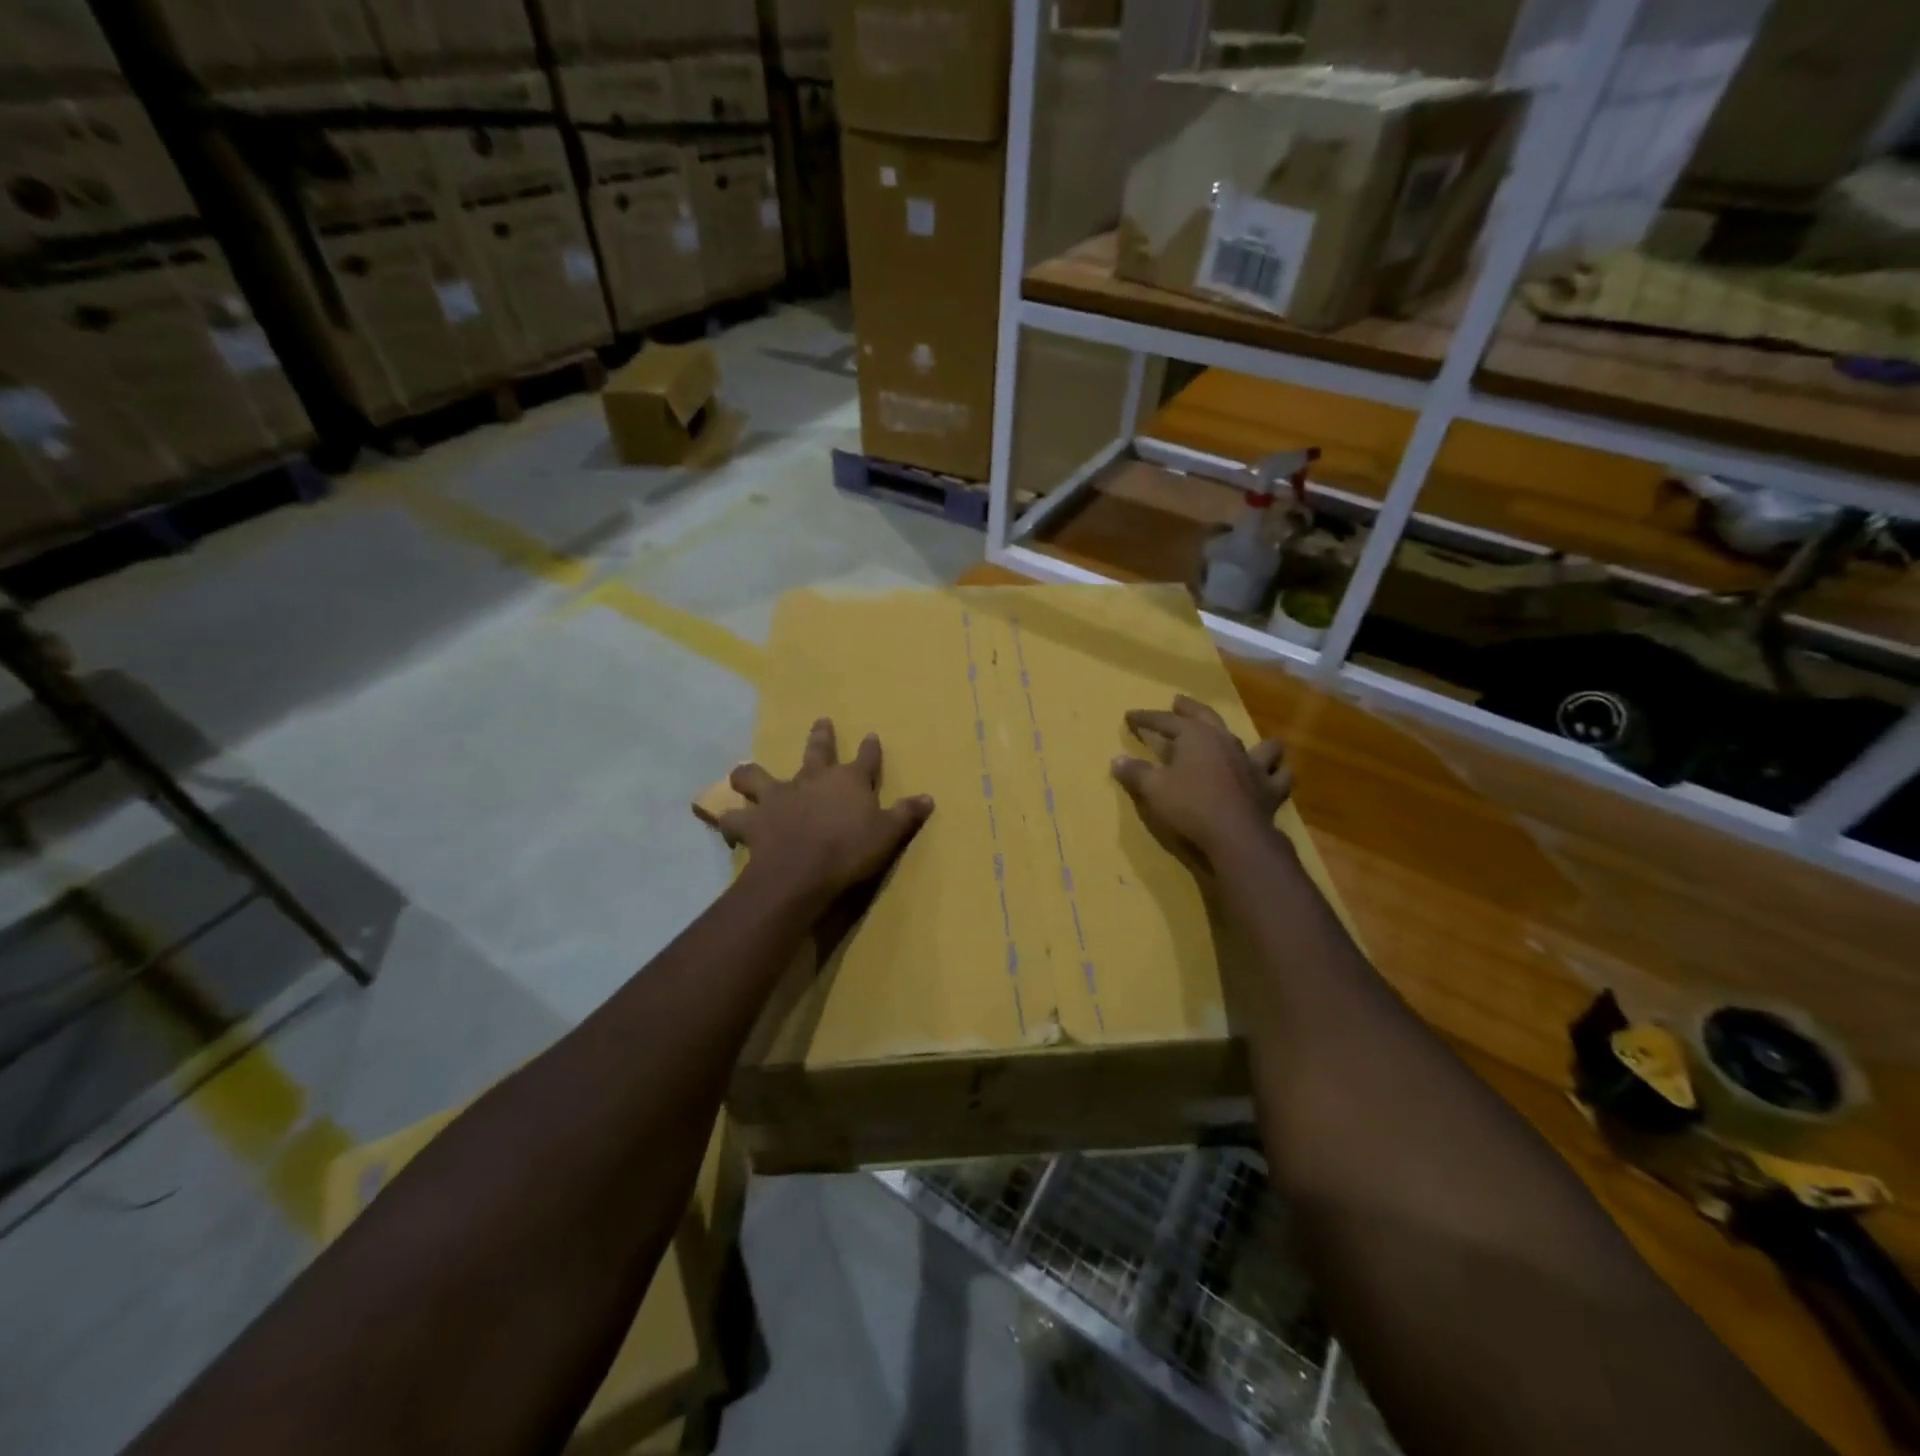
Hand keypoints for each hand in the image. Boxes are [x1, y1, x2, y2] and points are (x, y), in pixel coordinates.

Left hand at [718, 719, 933, 906]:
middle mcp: (812, 779)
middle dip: (820, 735)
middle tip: (821, 721)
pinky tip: (726, 825)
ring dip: (749, 775)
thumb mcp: (889, 834)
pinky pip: (733, 819)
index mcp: (849, 781)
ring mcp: (779, 796)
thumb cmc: (851, 850)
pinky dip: (729, 822)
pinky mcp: (755, 820)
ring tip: (743, 775)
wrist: (803, 870)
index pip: (866, 758)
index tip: (871, 735)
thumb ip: (907, 814)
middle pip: (816, 750)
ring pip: (756, 776)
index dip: (870, 748)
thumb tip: (929, 798)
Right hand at [1112, 695, 1290, 872]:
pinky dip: (1275, 772)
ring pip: (1256, 742)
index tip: (1130, 716)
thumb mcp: (1153, 790)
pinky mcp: (1270, 788)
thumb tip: (1117, 760)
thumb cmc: (1189, 807)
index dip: (1146, 718)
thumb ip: (1135, 772)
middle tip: (1178, 702)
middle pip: (1206, 717)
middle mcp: (1226, 741)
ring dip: (1246, 739)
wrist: (1236, 837)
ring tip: (1238, 740)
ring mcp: (1252, 763)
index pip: (1165, 721)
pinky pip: (1279, 774)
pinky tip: (1270, 773)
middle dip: (1189, 709)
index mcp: (1196, 737)